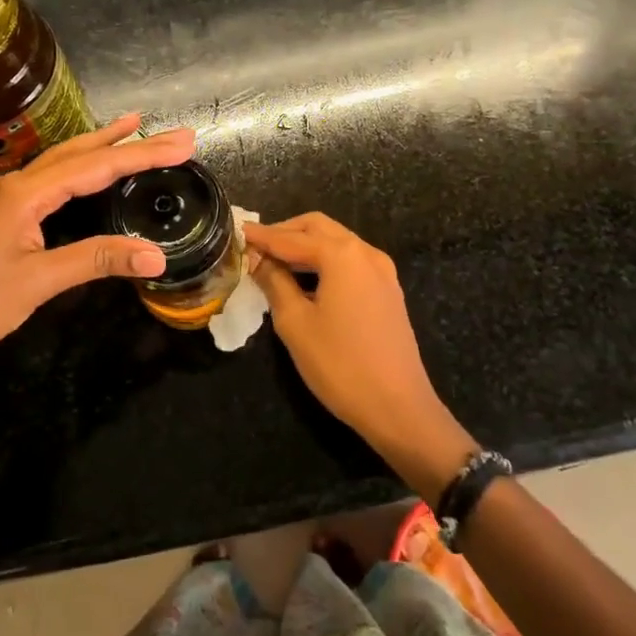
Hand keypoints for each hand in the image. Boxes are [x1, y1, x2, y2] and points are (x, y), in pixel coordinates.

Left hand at [0, 114, 195, 372]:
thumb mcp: (36, 283)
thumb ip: (95, 260)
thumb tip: (155, 255)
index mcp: (24, 194)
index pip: (95, 167)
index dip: (142, 154)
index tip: (183, 143)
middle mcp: (16, 186)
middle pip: (79, 154)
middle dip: (126, 141)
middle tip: (171, 133)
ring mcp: (6, 200)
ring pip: (62, 163)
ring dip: (100, 147)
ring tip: (133, 130)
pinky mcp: (3, 217)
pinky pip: (50, 181)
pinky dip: (79, 169)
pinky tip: (87, 173)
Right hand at [247, 213, 474, 495]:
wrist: (398, 408)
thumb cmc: (340, 364)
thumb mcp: (295, 323)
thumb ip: (274, 282)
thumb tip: (257, 258)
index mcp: (342, 255)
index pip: (291, 238)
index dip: (262, 236)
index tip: (237, 232)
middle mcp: (365, 252)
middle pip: (318, 228)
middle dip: (285, 232)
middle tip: (256, 246)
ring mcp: (382, 271)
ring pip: (336, 242)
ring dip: (305, 245)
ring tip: (275, 262)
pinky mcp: (388, 291)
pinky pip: (350, 261)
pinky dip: (324, 261)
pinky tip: (306, 280)